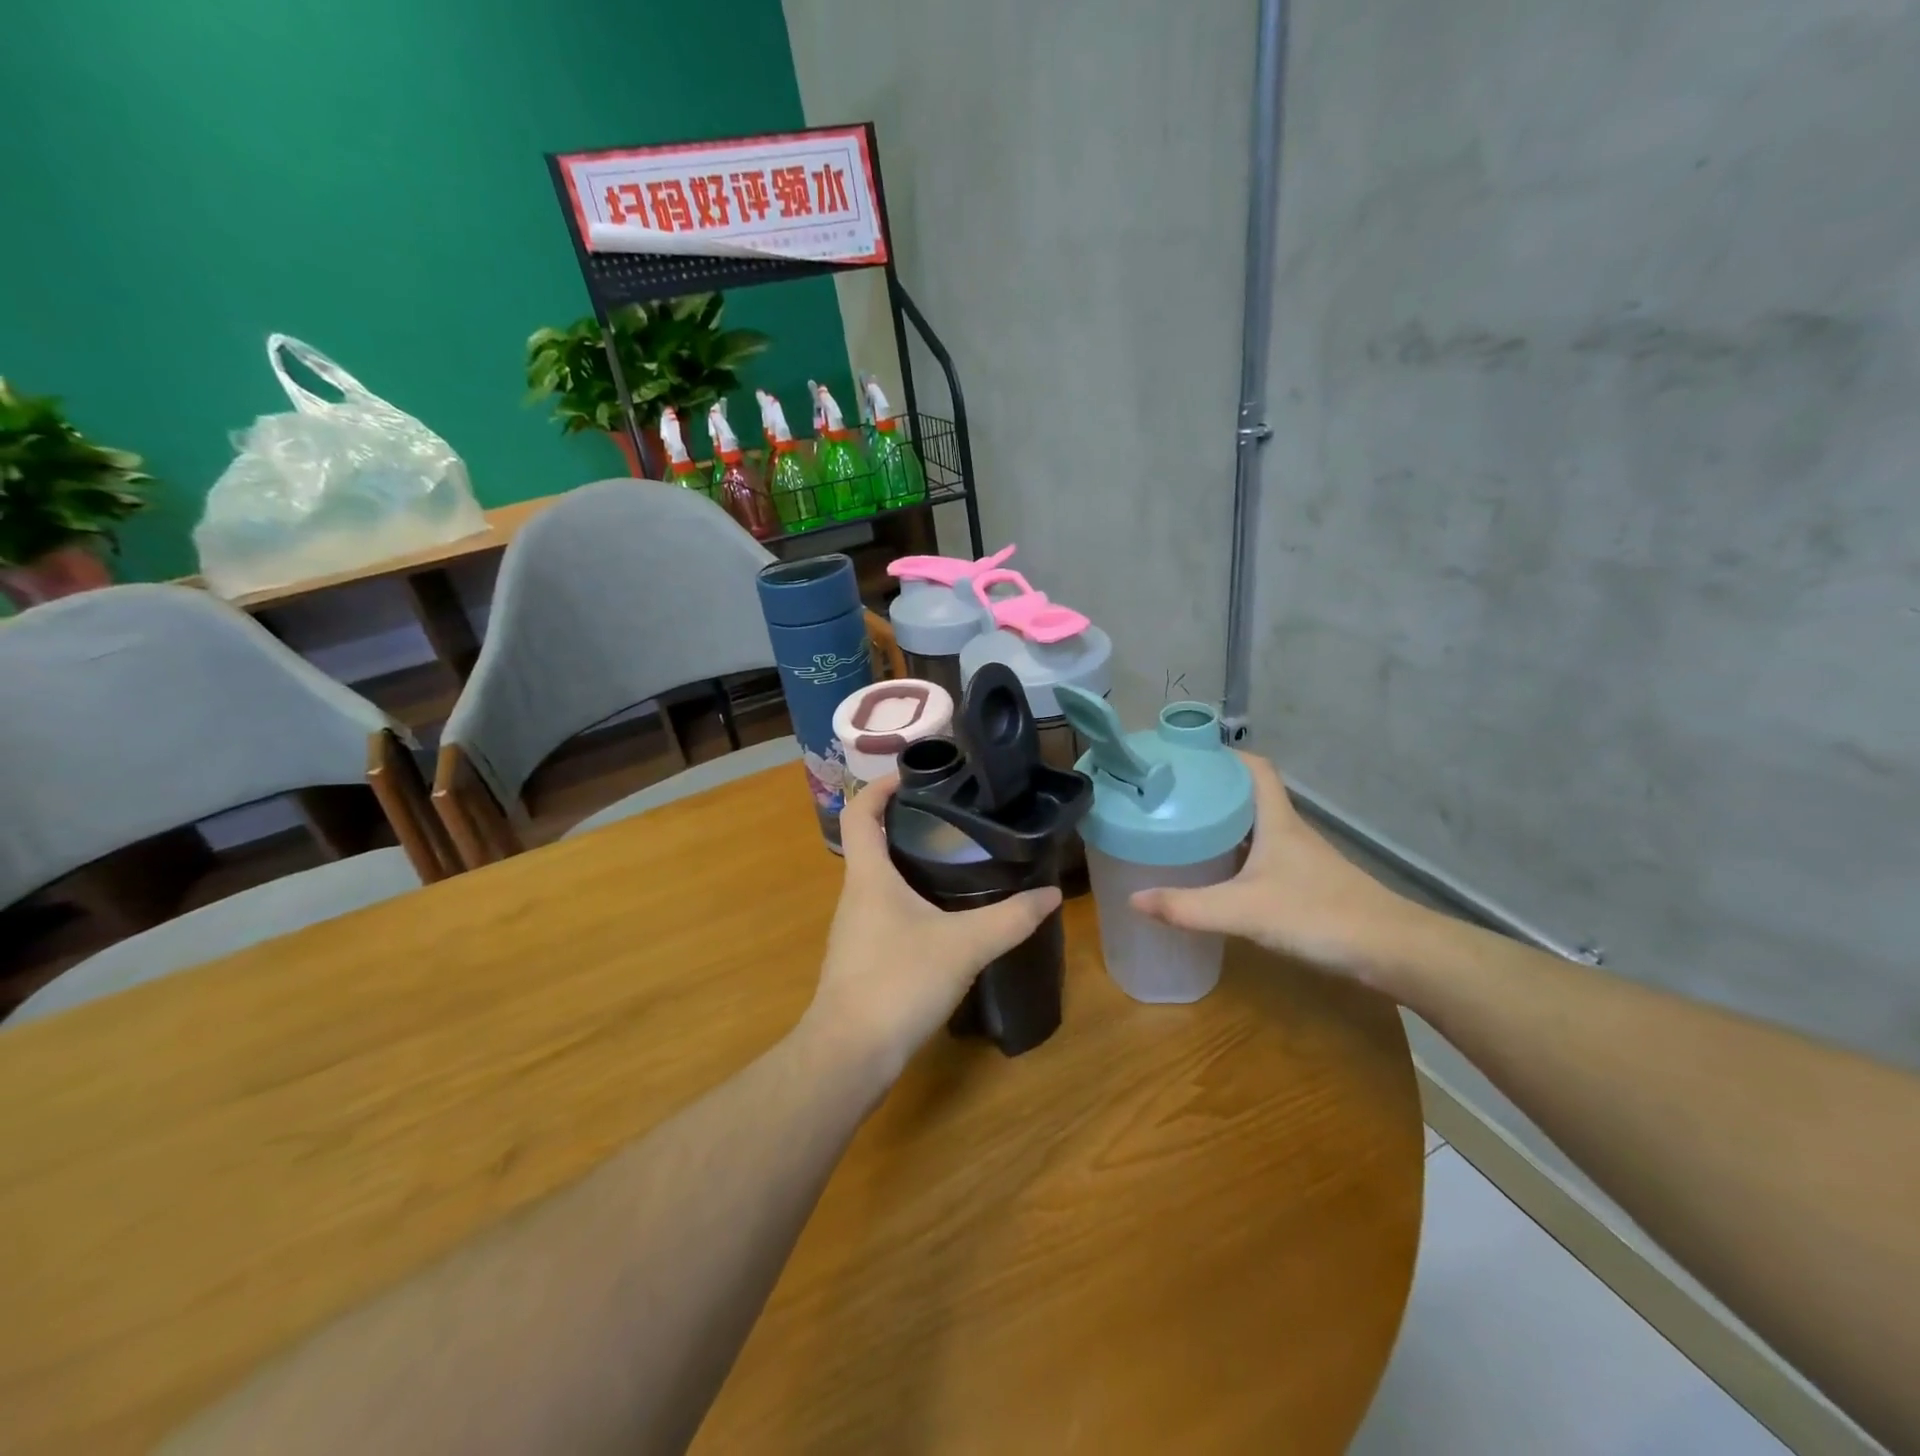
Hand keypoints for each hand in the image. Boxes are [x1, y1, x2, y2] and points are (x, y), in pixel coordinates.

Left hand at [804, 774, 1061, 1081]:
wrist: (849, 1056)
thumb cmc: (897, 983)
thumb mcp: (964, 945)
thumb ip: (1010, 919)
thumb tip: (1051, 894)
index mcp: (868, 876)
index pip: (860, 812)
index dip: (880, 786)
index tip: (912, 775)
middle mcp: (855, 895)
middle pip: (870, 842)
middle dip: (905, 822)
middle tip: (952, 816)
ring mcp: (855, 929)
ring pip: (879, 880)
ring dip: (908, 862)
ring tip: (955, 858)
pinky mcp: (862, 958)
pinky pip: (885, 912)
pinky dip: (910, 899)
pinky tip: (943, 916)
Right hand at [1130, 754, 1431, 985]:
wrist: (1393, 951)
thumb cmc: (1319, 915)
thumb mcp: (1244, 910)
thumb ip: (1188, 907)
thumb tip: (1133, 899)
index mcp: (1277, 821)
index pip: (1254, 768)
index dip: (1223, 755)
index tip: (1186, 756)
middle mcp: (1289, 831)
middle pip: (1249, 796)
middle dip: (1212, 790)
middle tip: (1170, 794)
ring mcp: (1300, 859)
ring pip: (1256, 827)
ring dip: (1224, 822)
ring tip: (1183, 827)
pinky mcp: (1307, 885)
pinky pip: (1263, 855)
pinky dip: (1237, 854)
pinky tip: (1218, 873)